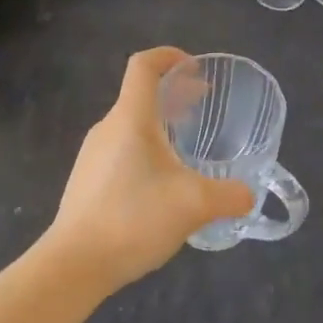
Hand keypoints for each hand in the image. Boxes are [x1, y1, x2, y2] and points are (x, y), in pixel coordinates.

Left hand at [47, 48, 254, 292]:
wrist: (73, 266)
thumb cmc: (133, 218)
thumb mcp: (194, 205)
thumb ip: (229, 196)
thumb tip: (249, 195)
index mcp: (131, 118)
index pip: (144, 65)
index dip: (169, 56)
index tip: (195, 70)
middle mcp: (108, 127)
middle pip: (140, 94)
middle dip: (174, 94)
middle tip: (202, 107)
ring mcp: (92, 155)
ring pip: (130, 124)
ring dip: (160, 124)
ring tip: (185, 149)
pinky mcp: (86, 181)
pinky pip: (120, 149)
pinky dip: (145, 149)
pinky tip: (160, 185)